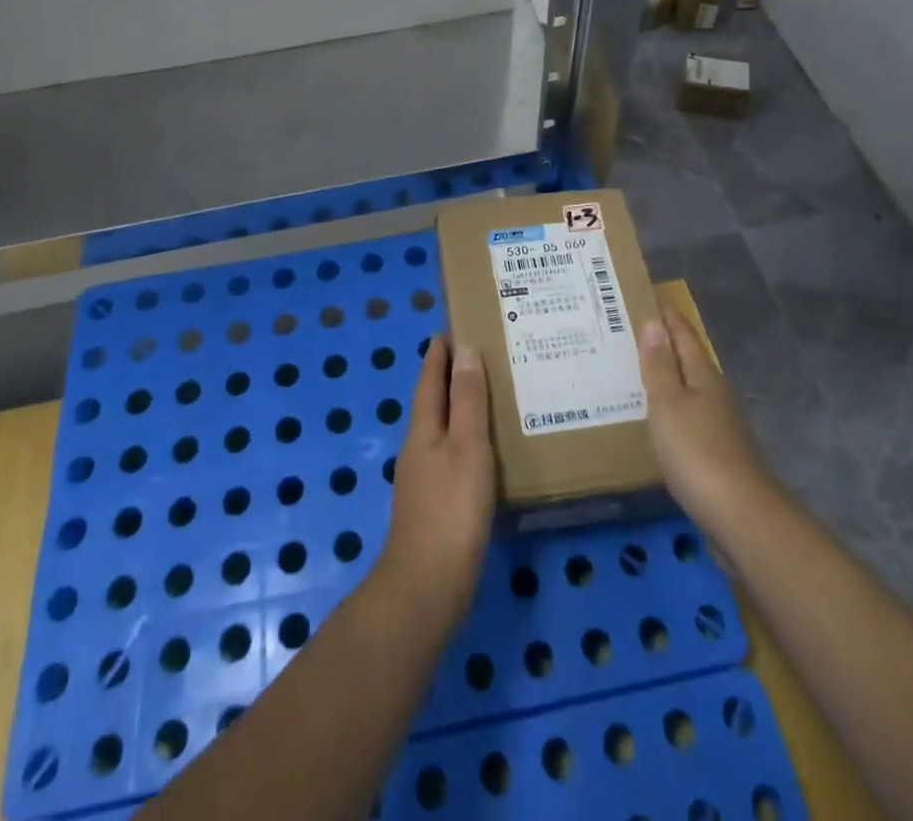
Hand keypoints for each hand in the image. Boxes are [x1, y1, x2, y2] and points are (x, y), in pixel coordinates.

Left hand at [374, 336, 494, 633]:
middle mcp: (419, 447)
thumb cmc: (451, 509)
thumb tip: (463, 349)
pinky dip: (469, 440)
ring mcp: (425, 478)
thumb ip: (466, 400)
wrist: (427, 587)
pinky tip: (489, 450)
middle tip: (483, 353)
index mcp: (423, 428)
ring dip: (462, 408)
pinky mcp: (437, 504)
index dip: (438, 353)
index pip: (429, 378)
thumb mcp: (466, 446)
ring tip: (493, 395)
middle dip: (452, 376)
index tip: (453, 327)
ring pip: (444, 429)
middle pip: (434, 401)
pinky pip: (454, 456)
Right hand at [636, 301, 775, 542]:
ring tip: (636, 372)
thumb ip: (659, 365)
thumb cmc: (697, 452)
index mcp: (704, 376)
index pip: (684, 336)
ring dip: (667, 378)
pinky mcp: (717, 455)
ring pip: (689, 390)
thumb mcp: (668, 404)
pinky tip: (656, 419)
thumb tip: (654, 322)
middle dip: (665, 345)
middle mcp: (715, 394)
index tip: (650, 296)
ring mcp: (720, 426)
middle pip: (689, 360)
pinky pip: (689, 418)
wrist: (740, 516)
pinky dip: (671, 410)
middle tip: (632, 331)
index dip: (668, 316)